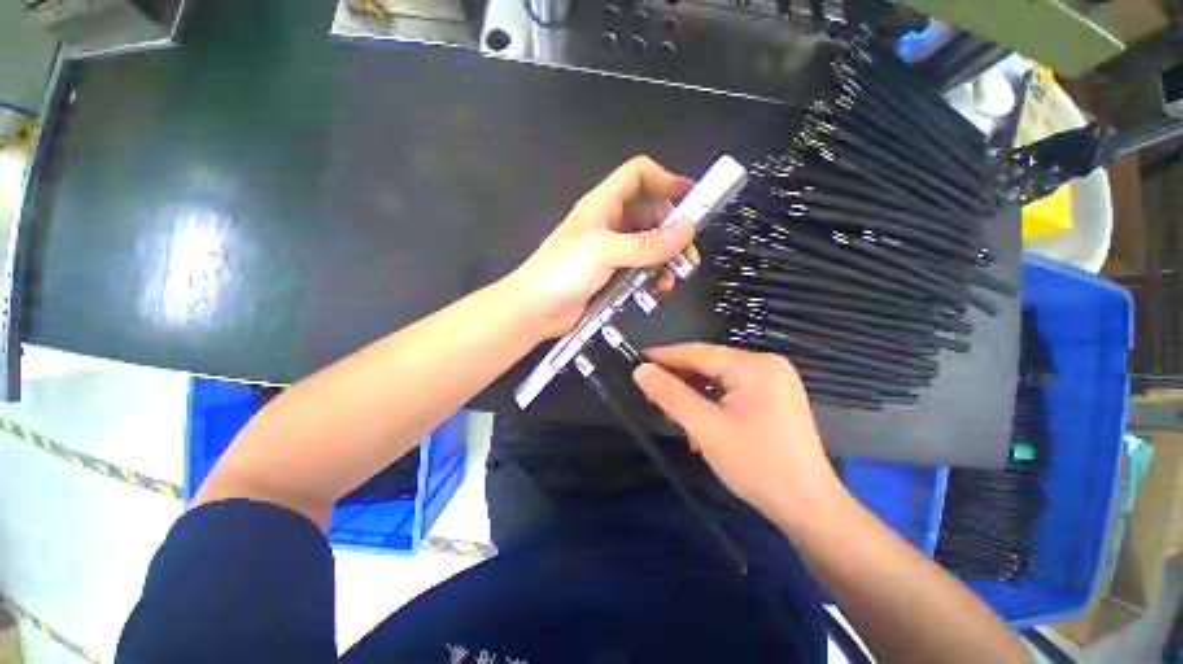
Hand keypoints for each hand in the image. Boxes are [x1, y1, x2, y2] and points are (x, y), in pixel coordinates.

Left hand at [506, 156, 695, 337]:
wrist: (535, 310)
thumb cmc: (562, 272)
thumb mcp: (604, 252)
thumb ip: (645, 244)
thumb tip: (687, 229)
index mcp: (603, 205)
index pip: (638, 175)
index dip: (666, 180)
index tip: (693, 200)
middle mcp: (609, 224)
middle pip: (651, 215)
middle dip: (673, 232)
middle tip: (688, 256)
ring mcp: (611, 252)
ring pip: (649, 247)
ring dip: (665, 261)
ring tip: (672, 279)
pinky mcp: (611, 276)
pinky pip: (640, 270)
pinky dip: (652, 278)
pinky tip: (656, 291)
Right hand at [632, 343, 842, 523]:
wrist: (808, 509)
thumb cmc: (757, 466)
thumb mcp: (706, 429)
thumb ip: (671, 396)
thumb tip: (641, 370)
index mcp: (755, 366)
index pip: (699, 352)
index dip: (665, 356)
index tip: (636, 360)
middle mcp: (766, 366)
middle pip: (709, 365)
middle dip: (679, 381)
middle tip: (651, 396)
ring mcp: (773, 383)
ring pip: (718, 380)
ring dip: (693, 397)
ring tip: (673, 417)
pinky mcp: (772, 399)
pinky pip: (731, 393)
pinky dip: (710, 405)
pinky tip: (699, 426)